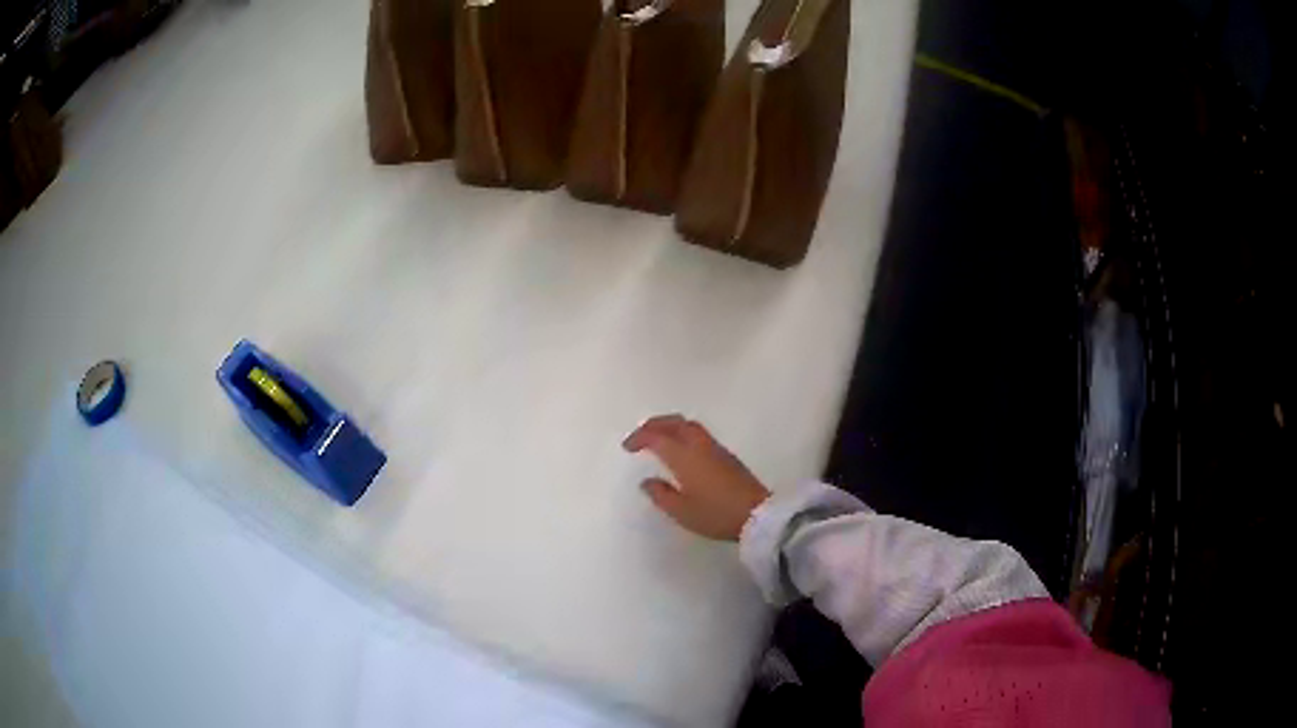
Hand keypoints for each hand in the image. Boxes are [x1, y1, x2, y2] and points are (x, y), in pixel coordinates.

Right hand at [623, 415, 770, 540]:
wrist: (757, 516)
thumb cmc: (716, 514)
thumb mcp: (681, 511)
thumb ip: (661, 495)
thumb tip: (647, 482)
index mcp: (684, 456)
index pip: (657, 437)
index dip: (639, 438)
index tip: (627, 447)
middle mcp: (699, 445)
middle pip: (675, 422)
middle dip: (655, 424)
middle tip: (641, 435)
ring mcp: (716, 449)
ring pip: (689, 425)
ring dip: (670, 426)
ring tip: (658, 439)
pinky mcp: (727, 456)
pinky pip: (699, 434)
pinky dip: (683, 434)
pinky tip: (681, 450)